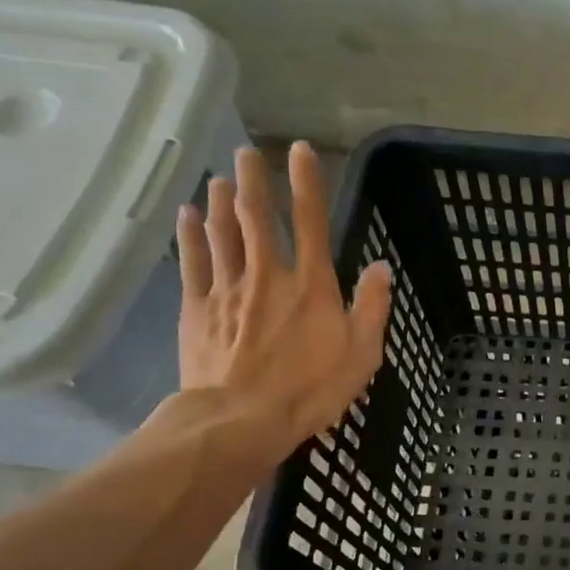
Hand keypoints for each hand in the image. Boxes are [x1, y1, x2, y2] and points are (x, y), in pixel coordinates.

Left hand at [175, 141, 391, 465]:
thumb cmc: (311, 389)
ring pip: (222, 233)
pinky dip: (191, 235)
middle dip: (253, 180)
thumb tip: (381, 266)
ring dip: (221, 201)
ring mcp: (227, 289)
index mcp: (311, 285)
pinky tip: (187, 215)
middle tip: (247, 151)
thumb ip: (372, 307)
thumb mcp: (361, 353)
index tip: (299, 150)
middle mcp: (268, 275)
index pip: (310, 222)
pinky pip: (193, 262)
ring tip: (220, 177)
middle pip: (256, 217)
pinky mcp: (197, 308)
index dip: (306, 183)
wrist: (241, 418)